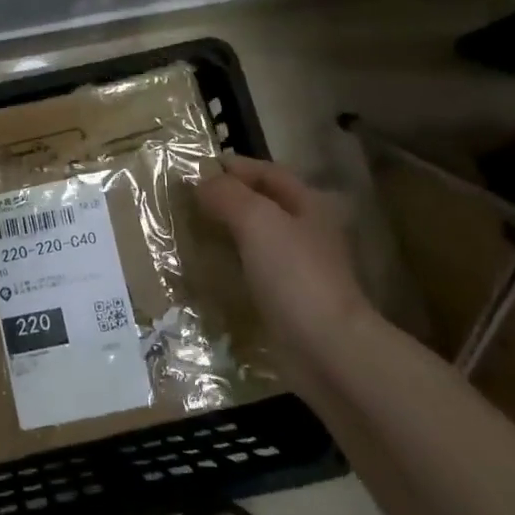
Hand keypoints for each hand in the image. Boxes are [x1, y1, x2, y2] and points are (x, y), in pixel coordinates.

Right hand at [196, 156, 371, 373]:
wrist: (326, 347)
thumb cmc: (294, 274)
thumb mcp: (257, 220)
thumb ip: (228, 195)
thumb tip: (202, 180)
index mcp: (309, 205)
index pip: (269, 173)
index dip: (236, 166)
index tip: (198, 168)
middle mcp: (308, 232)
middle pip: (265, 204)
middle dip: (229, 198)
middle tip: (188, 200)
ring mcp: (300, 268)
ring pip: (258, 238)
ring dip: (228, 232)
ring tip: (192, 231)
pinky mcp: (289, 300)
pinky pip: (254, 271)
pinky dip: (231, 264)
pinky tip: (209, 270)